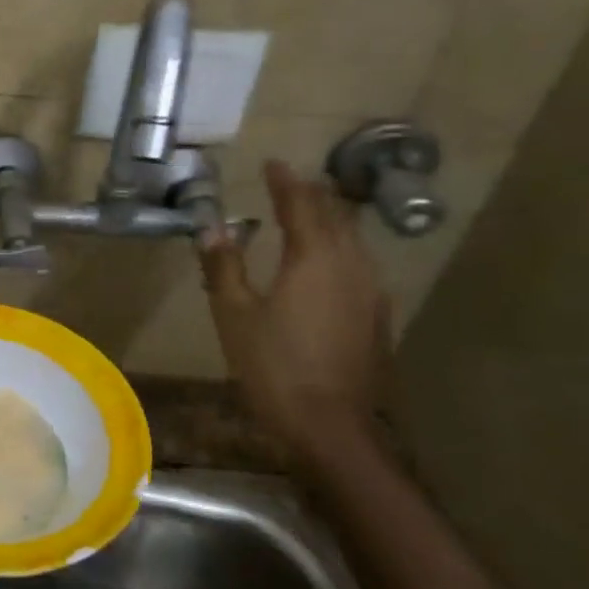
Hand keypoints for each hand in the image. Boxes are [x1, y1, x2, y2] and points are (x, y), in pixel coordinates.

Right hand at [198, 160, 390, 463]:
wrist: (331, 425)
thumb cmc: (274, 366)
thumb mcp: (235, 315)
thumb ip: (224, 266)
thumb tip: (211, 227)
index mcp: (313, 258)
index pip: (300, 204)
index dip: (285, 181)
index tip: (272, 163)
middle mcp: (350, 264)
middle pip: (334, 215)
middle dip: (311, 195)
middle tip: (289, 183)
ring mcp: (370, 290)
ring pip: (352, 239)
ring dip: (330, 219)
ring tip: (309, 213)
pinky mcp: (377, 315)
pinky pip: (359, 264)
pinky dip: (340, 248)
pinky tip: (329, 262)